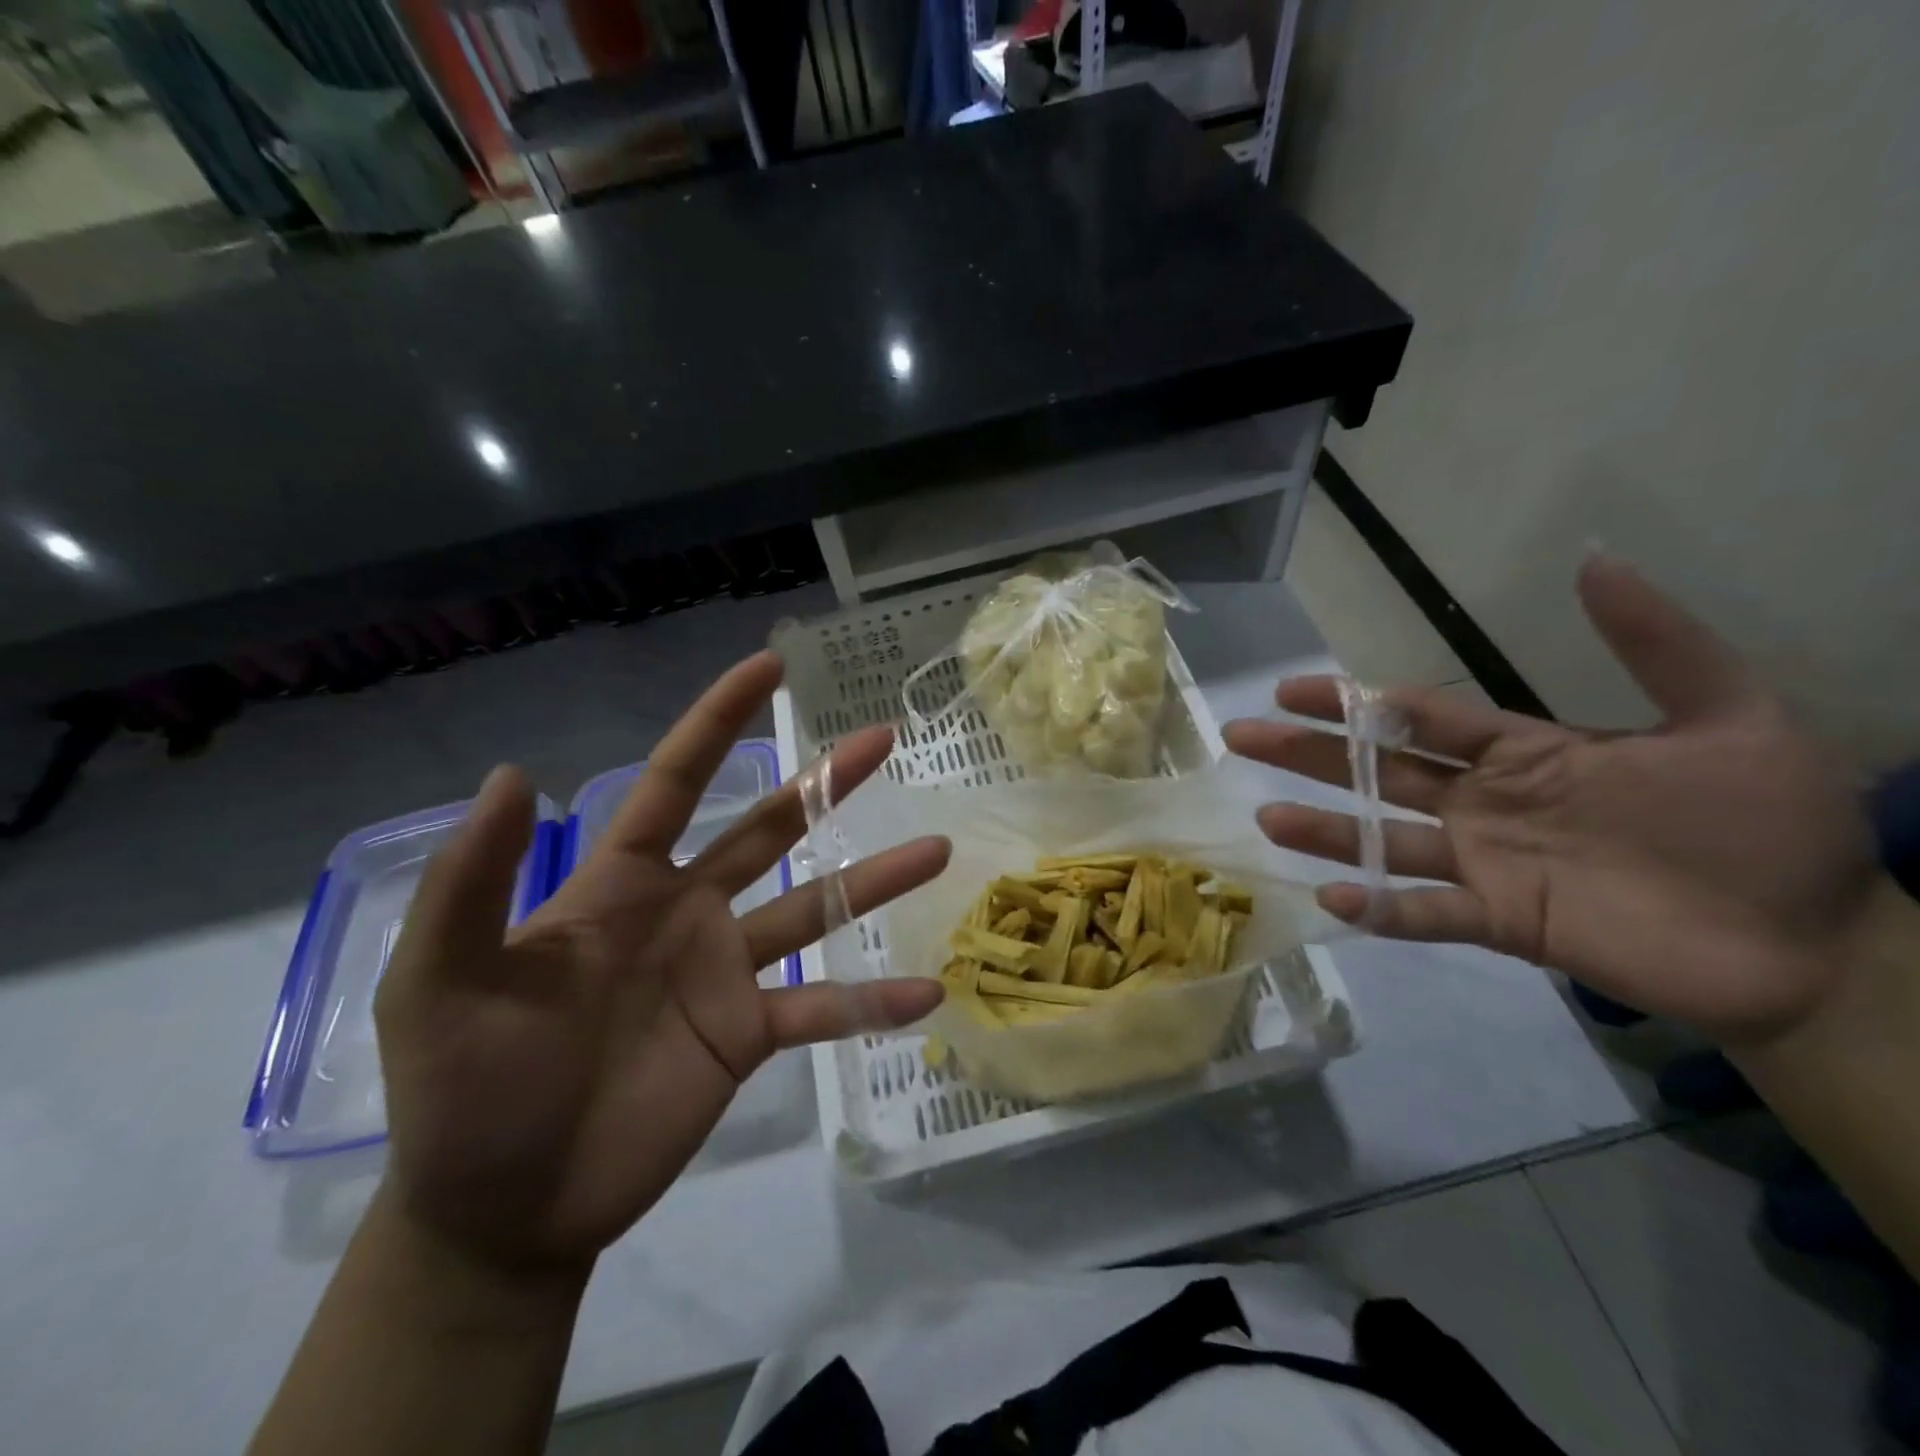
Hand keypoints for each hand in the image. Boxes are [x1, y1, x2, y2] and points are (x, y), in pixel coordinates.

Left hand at [373, 652, 948, 1274]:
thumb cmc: (464, 1083)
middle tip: (881, 740)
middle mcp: (687, 911)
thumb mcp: (442, 977)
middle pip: (770, 829)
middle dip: (824, 783)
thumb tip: (513, 773)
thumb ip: (475, 881)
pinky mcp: (748, 1034)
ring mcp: (725, 973)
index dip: (719, 719)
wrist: (500, 1207)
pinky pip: (822, 1009)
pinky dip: (870, 1001)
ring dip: (873, 881)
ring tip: (935, 849)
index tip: (769, 666)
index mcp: (624, 883)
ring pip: (813, 910)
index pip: (677, 781)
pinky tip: (924, 991)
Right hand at [1224, 554, 1879, 1045]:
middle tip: (1243, 736)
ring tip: (1269, 819)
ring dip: (1327, 831)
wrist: (1819, 943)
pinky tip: (1336, 898)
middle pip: (1379, 772)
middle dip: (1310, 753)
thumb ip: (1656, 643)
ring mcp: (1488, 864)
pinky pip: (1427, 912)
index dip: (1354, 703)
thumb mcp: (1728, 716)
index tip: (1292, 689)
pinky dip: (1383, 909)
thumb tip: (1592, 558)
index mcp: (1525, 754)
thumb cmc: (1770, 827)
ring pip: (1386, 840)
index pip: (1419, 719)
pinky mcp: (1504, 922)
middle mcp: (1487, 805)